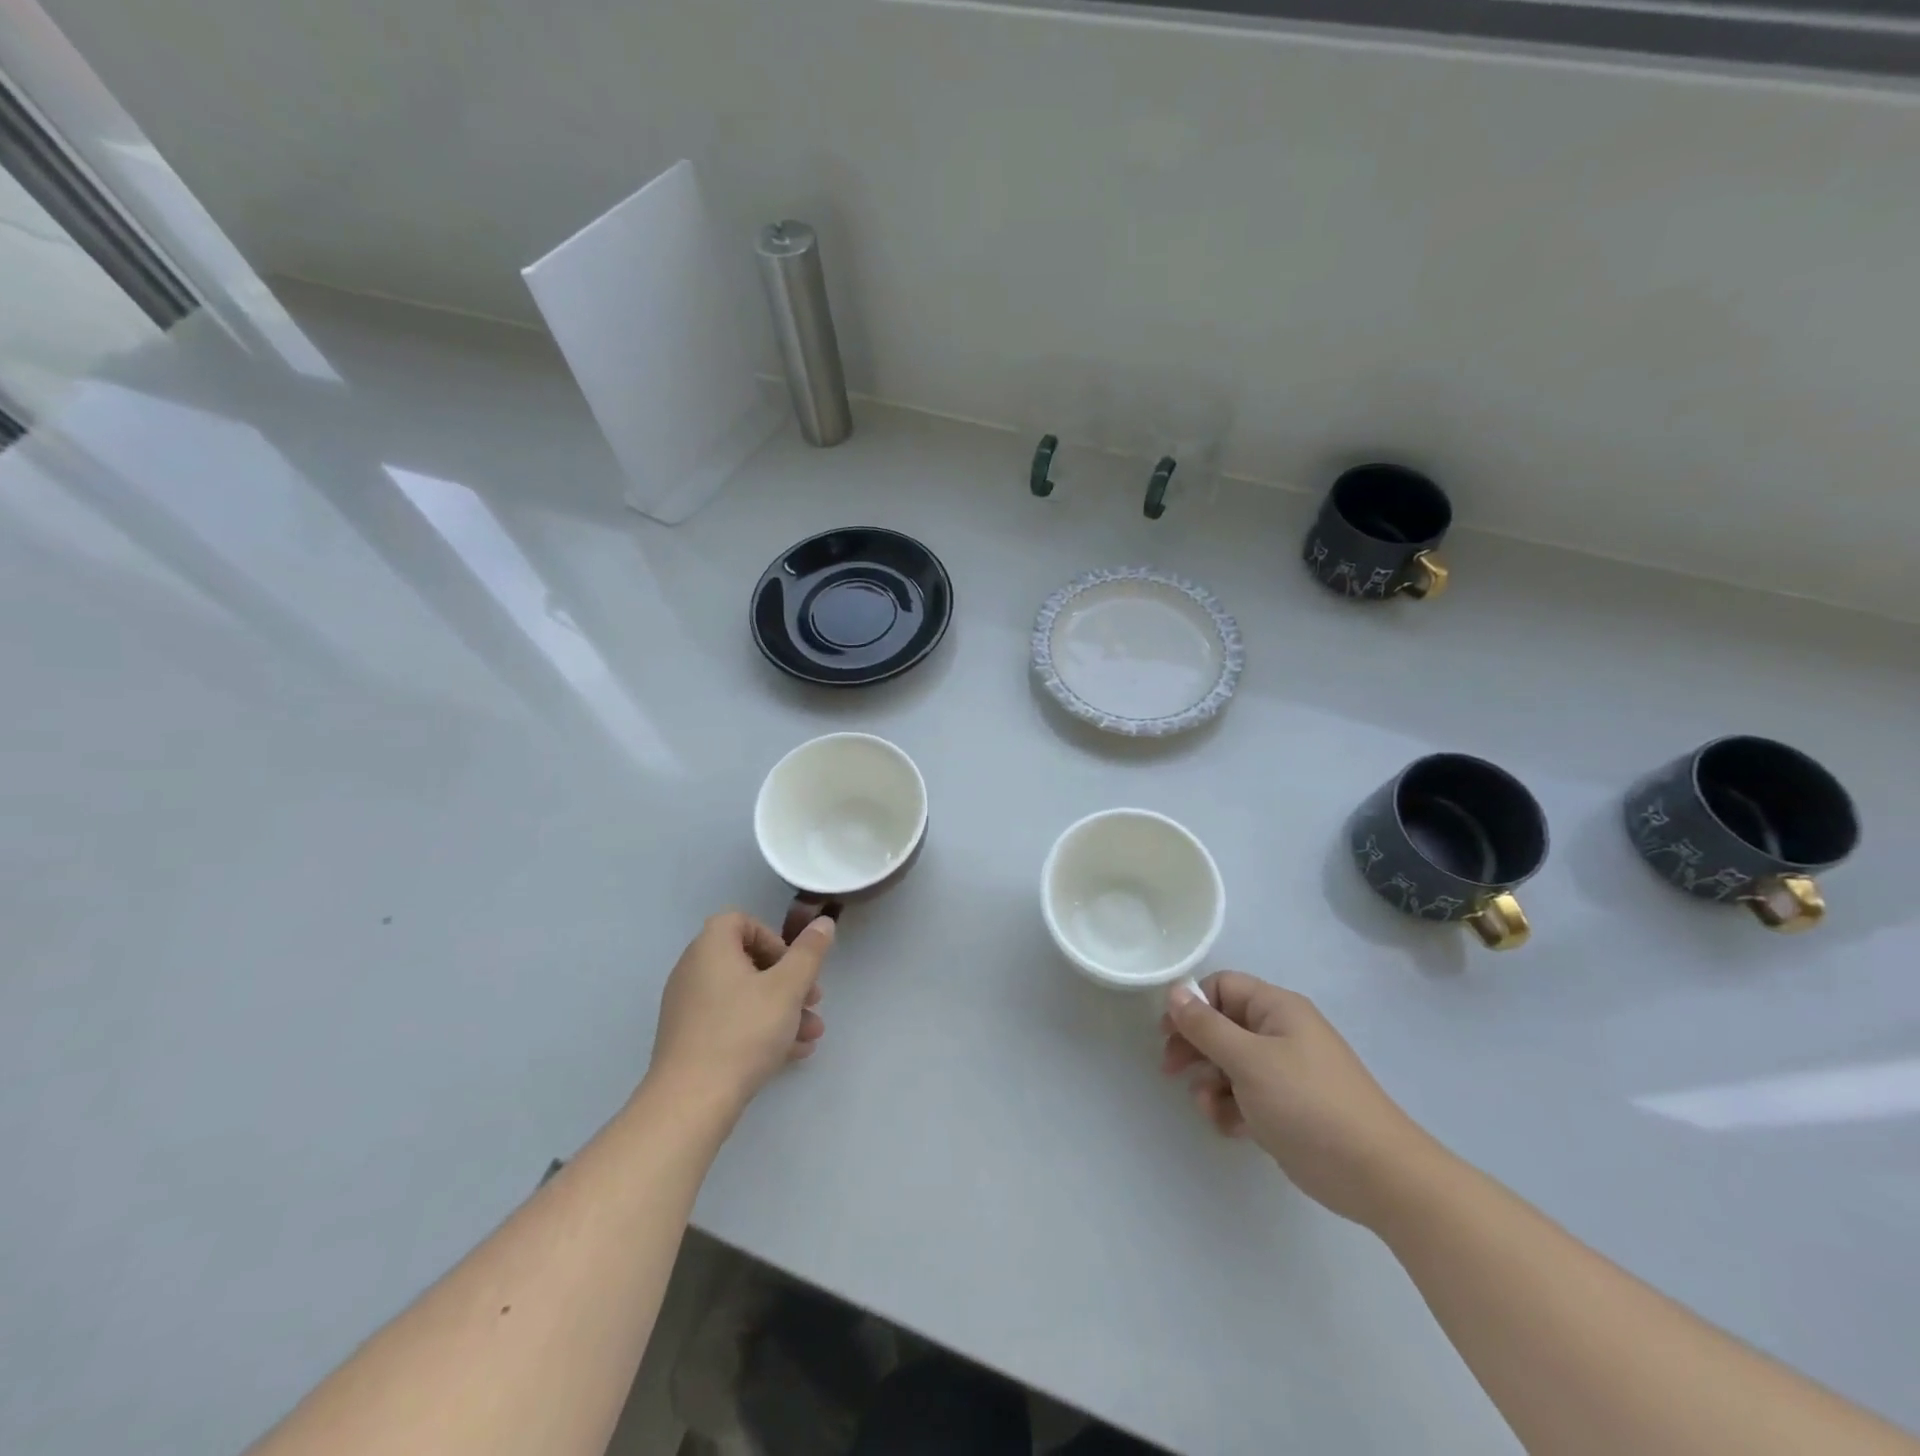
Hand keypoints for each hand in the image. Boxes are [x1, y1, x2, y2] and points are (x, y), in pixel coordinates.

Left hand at [645, 911, 834, 1117]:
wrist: (691, 1102)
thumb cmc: (743, 1031)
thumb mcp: (788, 988)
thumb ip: (809, 952)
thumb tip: (823, 922)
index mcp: (711, 948)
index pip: (742, 922)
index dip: (773, 938)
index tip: (795, 964)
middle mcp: (694, 971)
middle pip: (747, 962)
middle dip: (787, 980)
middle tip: (813, 1000)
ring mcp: (688, 1007)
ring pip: (744, 997)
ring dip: (781, 1009)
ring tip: (812, 1033)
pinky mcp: (689, 1040)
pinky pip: (730, 1022)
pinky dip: (760, 1029)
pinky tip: (793, 1053)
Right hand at [1161, 973, 1440, 1228]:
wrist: (1377, 1175)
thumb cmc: (1307, 1104)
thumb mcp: (1248, 1060)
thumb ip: (1206, 1026)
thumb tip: (1174, 992)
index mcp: (1277, 1009)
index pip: (1222, 987)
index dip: (1193, 1005)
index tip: (1168, 1032)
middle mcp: (1280, 1033)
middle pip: (1222, 1026)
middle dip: (1195, 1047)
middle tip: (1171, 1070)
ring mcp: (1286, 1072)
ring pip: (1230, 1064)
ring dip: (1210, 1083)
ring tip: (1208, 1108)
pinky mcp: (1288, 1108)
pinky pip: (1246, 1095)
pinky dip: (1231, 1108)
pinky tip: (1230, 1128)